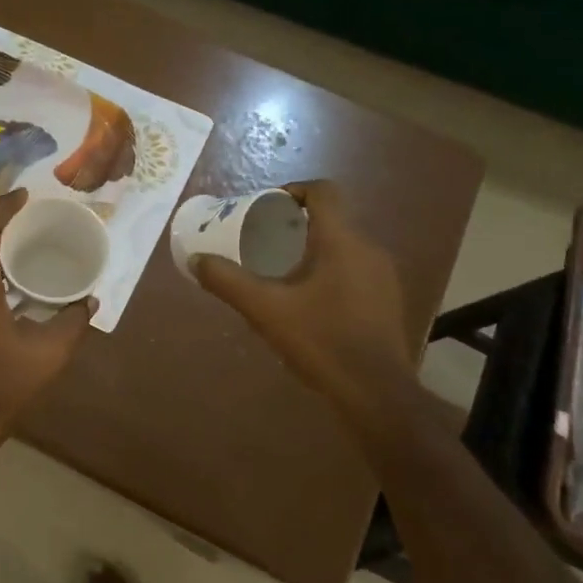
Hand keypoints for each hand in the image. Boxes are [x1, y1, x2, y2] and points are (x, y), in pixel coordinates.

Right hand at [194, 181, 418, 435]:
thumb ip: (228, 281)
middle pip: (332, 219)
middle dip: (296, 224)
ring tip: (281, 271)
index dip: (294, 190)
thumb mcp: (265, 310)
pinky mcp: (387, 300)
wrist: (376, 392)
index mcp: (342, 241)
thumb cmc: (320, 341)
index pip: (324, 191)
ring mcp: (383, 276)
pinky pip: (355, 270)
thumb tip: (195, 260)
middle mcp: (369, 249)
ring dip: (313, 249)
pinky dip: (330, 271)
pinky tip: (309, 301)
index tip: (266, 205)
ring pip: (344, 246)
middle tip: (263, 240)